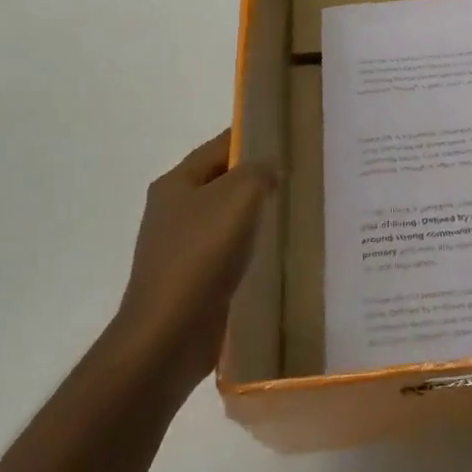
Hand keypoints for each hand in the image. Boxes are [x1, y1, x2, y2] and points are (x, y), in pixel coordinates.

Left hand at [116, 131, 274, 398]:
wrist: (168, 334)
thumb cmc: (201, 255)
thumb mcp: (238, 197)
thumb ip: (259, 172)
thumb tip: (270, 168)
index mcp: (176, 183)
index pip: (220, 146)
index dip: (253, 137)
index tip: (290, 136)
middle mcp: (174, 211)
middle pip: (223, 181)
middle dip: (259, 177)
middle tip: (302, 174)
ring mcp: (181, 248)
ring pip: (228, 218)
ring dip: (257, 215)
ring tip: (297, 211)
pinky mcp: (194, 280)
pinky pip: (229, 252)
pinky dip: (251, 248)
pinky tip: (278, 252)